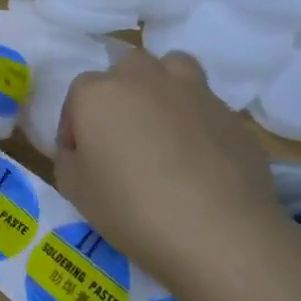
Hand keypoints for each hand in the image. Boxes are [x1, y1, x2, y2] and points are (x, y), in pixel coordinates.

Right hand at [55, 50, 291, 299]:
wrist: (218, 233)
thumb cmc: (131, 208)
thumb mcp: (74, 190)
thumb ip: (69, 157)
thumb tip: (82, 148)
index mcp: (98, 93)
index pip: (77, 94)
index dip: (75, 125)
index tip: (81, 156)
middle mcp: (144, 79)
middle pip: (127, 68)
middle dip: (121, 92)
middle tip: (123, 133)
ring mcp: (193, 92)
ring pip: (174, 68)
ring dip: (164, 87)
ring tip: (164, 125)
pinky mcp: (232, 116)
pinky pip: (207, 106)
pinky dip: (199, 121)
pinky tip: (201, 157)